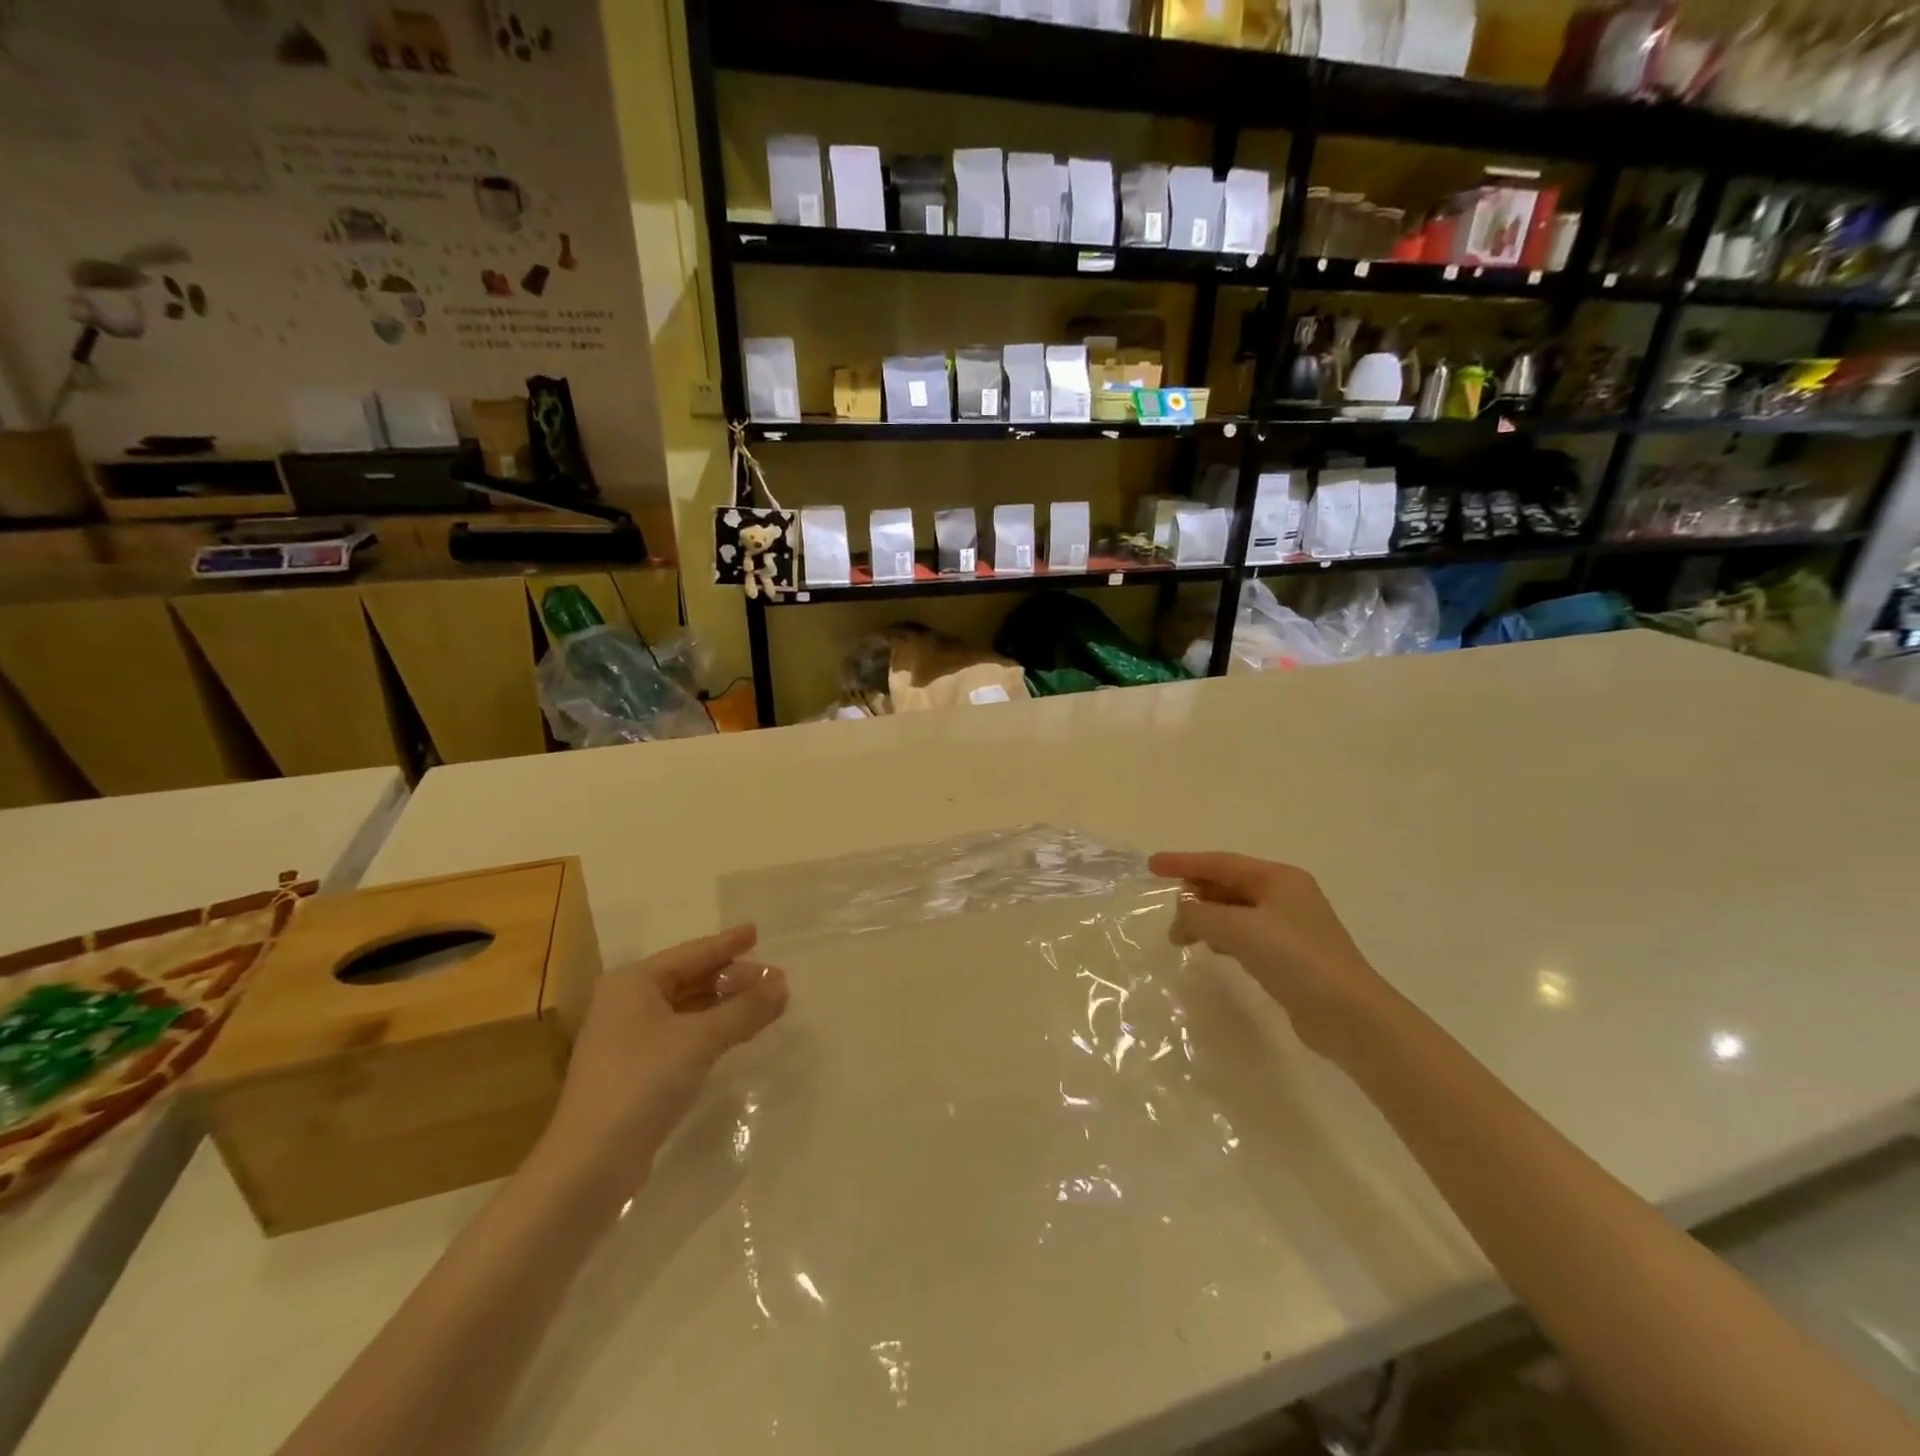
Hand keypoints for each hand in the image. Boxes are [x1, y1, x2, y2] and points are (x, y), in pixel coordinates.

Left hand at [540, 925, 787, 1203]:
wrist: (590, 1165)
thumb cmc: (642, 1083)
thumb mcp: (700, 1040)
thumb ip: (744, 1009)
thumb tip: (782, 984)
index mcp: (633, 983)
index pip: (692, 953)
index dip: (727, 944)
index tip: (756, 931)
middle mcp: (626, 1003)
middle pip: (689, 979)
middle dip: (730, 977)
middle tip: (772, 976)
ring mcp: (627, 1039)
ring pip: (686, 1008)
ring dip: (723, 1005)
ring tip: (762, 1002)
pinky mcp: (634, 1071)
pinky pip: (681, 1035)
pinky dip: (710, 1029)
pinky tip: (734, 1035)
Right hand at [1149, 851, 1394, 1062]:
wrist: (1350, 1016)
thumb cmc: (1296, 959)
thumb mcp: (1239, 930)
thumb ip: (1201, 915)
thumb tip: (1183, 912)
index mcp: (1278, 878)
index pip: (1220, 862)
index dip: (1183, 862)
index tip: (1152, 865)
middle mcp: (1285, 895)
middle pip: (1228, 885)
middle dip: (1196, 896)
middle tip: (1169, 917)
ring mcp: (1290, 926)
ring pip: (1235, 911)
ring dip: (1207, 919)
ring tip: (1184, 939)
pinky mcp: (1291, 956)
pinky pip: (1245, 935)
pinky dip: (1224, 937)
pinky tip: (1214, 950)